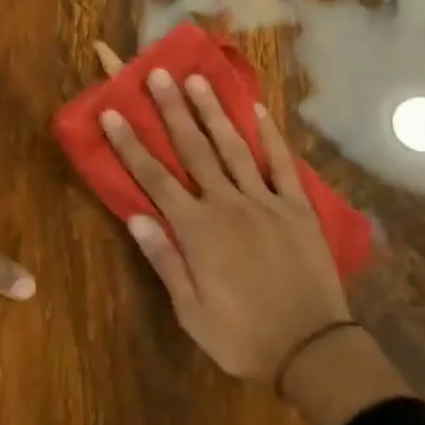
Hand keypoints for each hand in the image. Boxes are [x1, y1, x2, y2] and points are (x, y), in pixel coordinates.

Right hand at [98, 63, 351, 385]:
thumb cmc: (242, 337)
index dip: (131, 144)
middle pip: (194, 150)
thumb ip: (165, 260)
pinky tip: (259, 110)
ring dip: (214, 112)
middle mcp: (228, 205)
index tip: (112, 112)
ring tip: (197, 79)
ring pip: (234, 147)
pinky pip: (282, 164)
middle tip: (157, 74)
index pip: (155, 179)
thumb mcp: (191, 311)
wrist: (311, 350)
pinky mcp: (298, 208)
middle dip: (172, 111)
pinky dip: (270, 136)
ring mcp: (266, 202)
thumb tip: (137, 217)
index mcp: (198, 231)